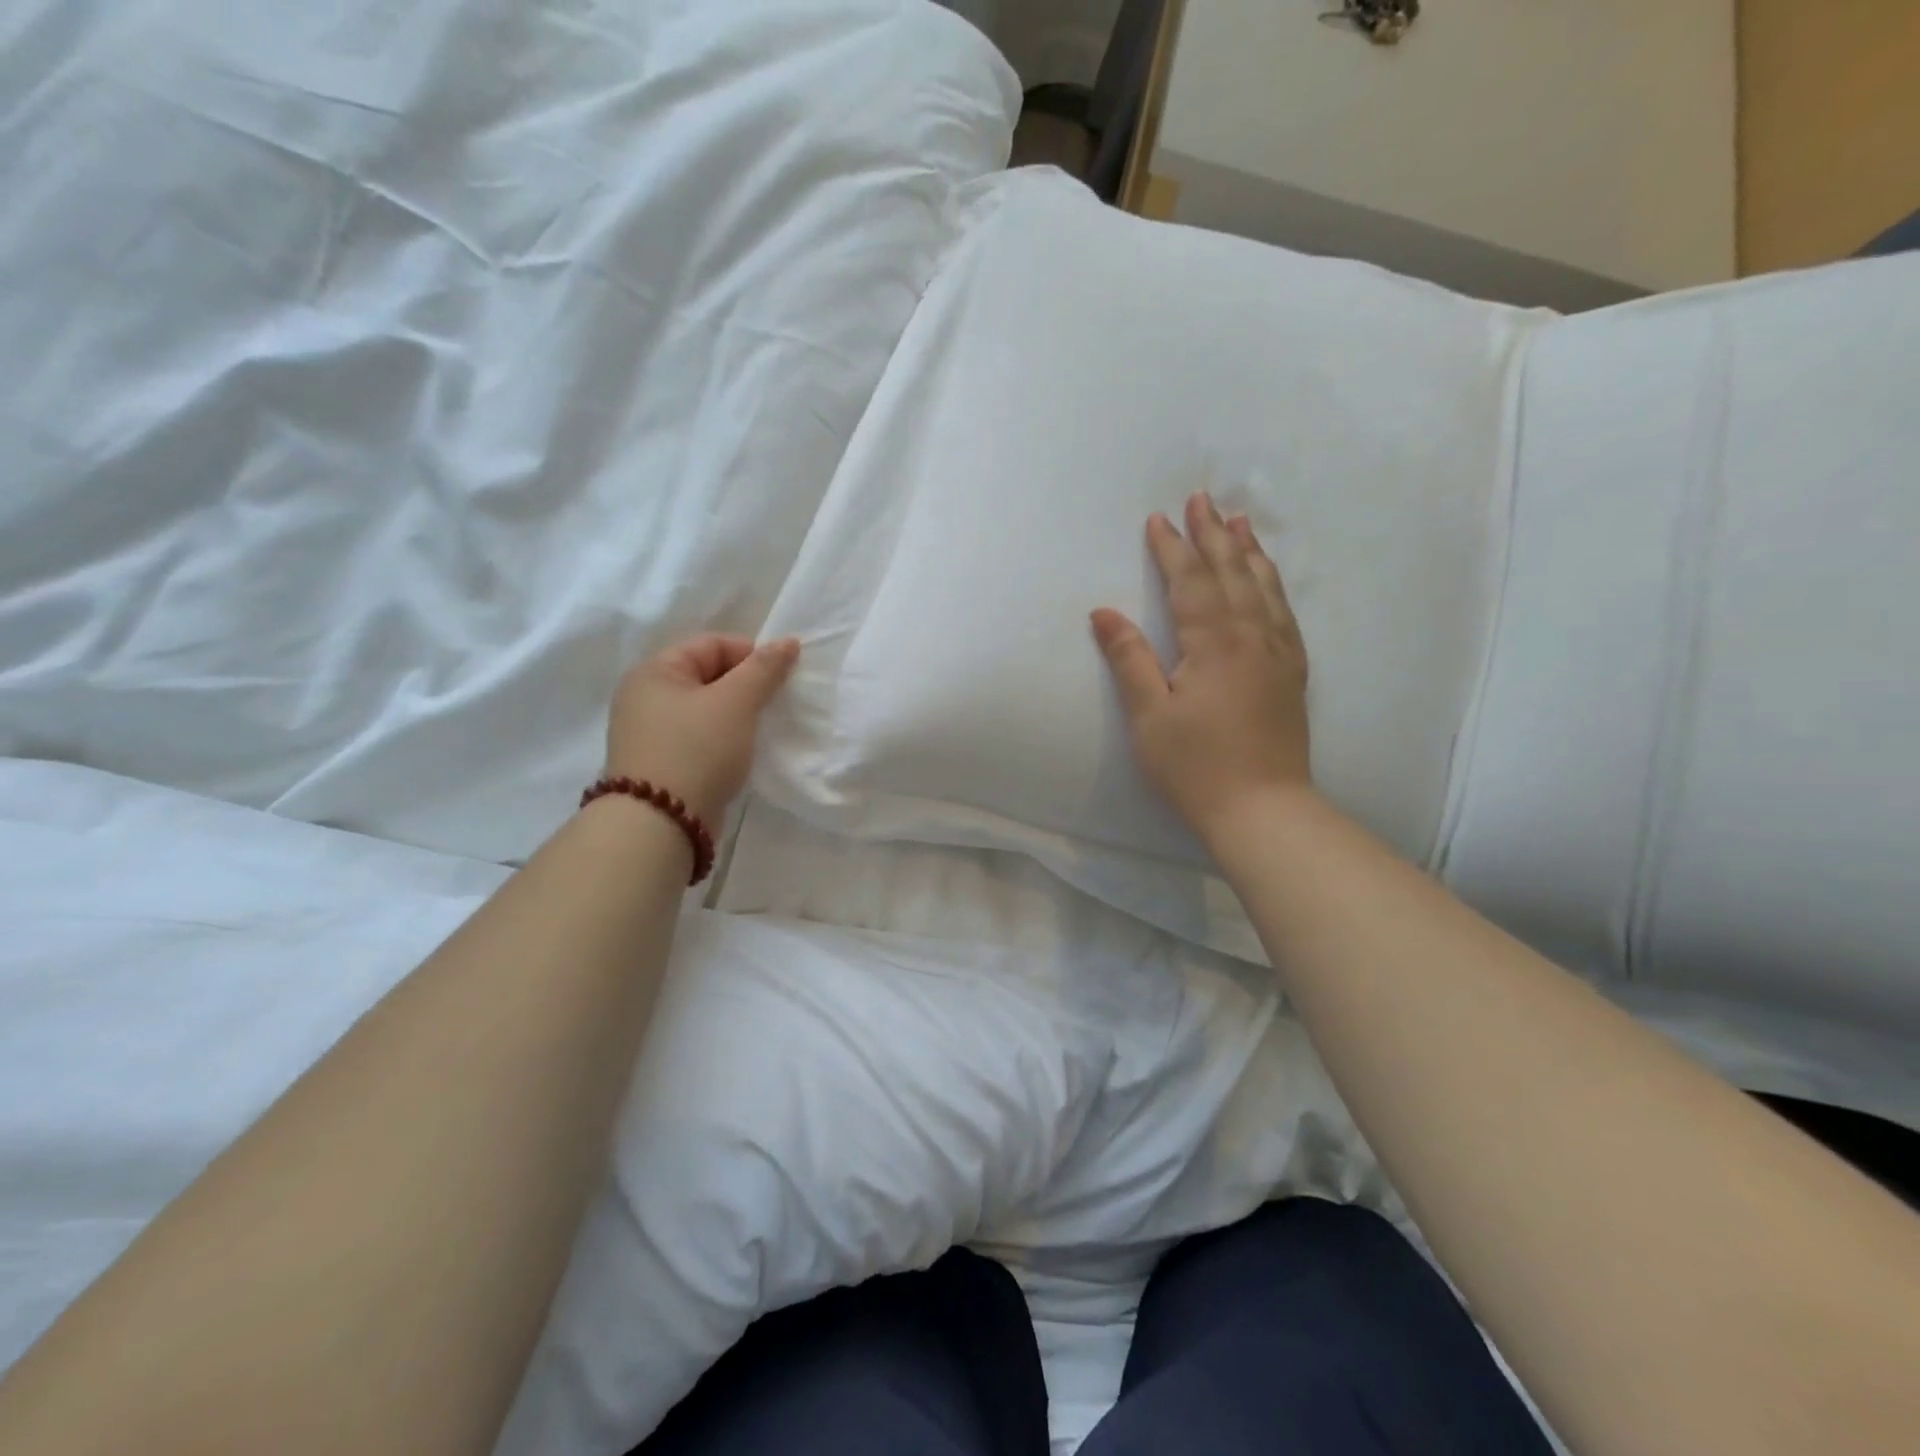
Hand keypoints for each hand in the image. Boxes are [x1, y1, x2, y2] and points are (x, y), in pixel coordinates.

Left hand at [605, 634, 800, 825]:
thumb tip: (788, 642)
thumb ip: (763, 669)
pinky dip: (723, 739)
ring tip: (762, 728)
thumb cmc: (697, 750)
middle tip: (776, 703)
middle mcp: (645, 697)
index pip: (711, 644)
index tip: (782, 677)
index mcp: (654, 671)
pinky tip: (741, 752)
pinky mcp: (660, 764)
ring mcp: (649, 733)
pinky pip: (698, 737)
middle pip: (707, 675)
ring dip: (736, 714)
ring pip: (705, 709)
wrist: (661, 824)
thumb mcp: (736, 702)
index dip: (751, 653)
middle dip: (746, 685)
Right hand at [1090, 492, 1311, 845]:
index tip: (1159, 518)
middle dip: (1213, 534)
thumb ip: (1130, 659)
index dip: (1173, 548)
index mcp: (1214, 642)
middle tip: (1203, 498)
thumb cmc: (1195, 766)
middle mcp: (1253, 636)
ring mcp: (1279, 654)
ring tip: (1240, 520)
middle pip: (1232, 573)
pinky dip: (1274, 586)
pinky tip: (1269, 580)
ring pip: (1265, 587)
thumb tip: (1104, 613)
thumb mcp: (1149, 716)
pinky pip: (1284, 613)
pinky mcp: (1292, 674)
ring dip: (1249, 551)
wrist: (1263, 810)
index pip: (1191, 581)